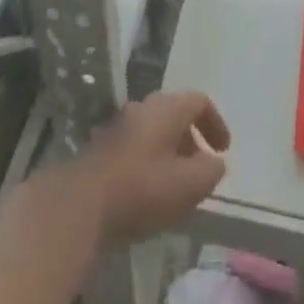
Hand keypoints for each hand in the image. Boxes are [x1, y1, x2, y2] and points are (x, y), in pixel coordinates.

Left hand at [70, 91, 230, 244]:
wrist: (80, 203)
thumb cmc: (141, 189)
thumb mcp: (188, 185)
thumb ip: (210, 171)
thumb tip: (215, 162)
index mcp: (165, 108)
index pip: (199, 100)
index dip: (216, 122)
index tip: (223, 151)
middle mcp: (142, 107)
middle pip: (175, 113)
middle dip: (192, 139)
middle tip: (201, 168)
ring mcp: (119, 125)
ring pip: (154, 130)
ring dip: (171, 151)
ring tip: (177, 184)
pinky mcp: (103, 147)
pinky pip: (137, 145)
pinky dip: (151, 161)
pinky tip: (149, 191)